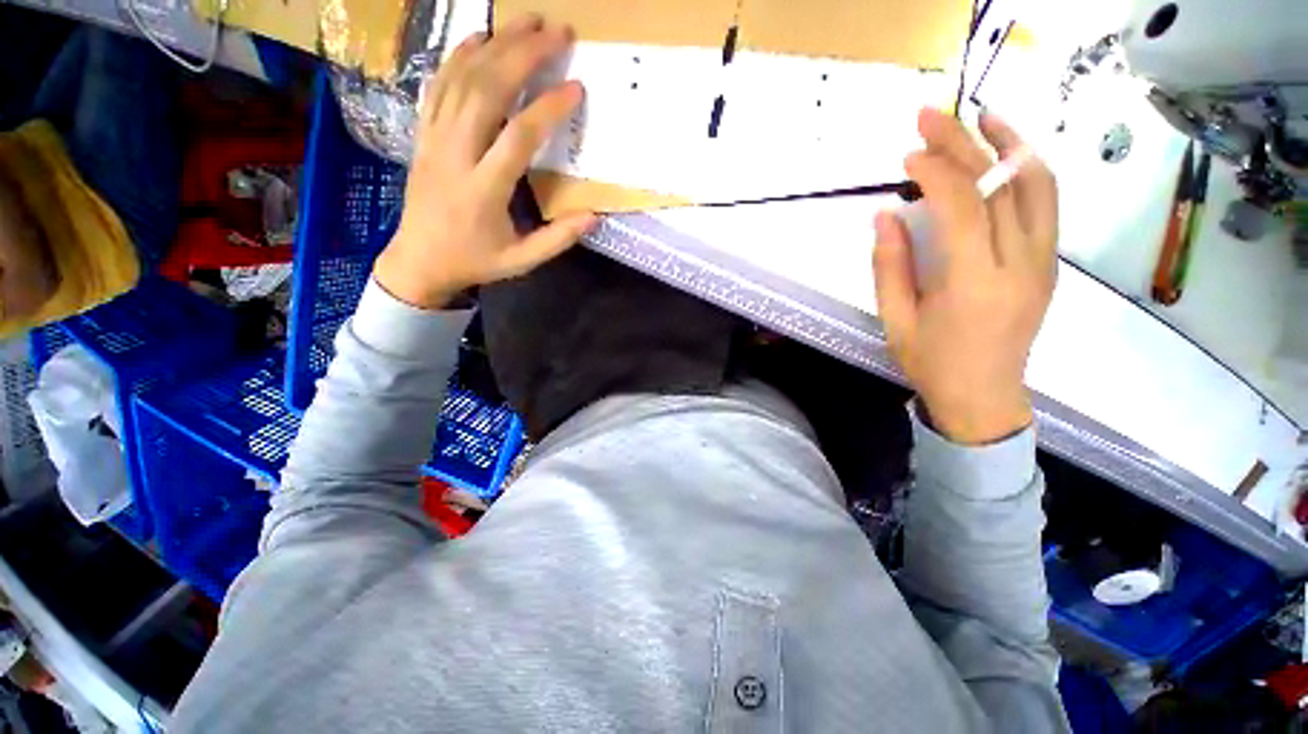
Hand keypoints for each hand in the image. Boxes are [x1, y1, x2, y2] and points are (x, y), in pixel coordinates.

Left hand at [374, 16, 596, 309]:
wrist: (419, 261)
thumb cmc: (475, 261)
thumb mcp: (522, 261)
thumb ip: (558, 239)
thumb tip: (594, 216)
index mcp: (484, 190)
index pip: (518, 136)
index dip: (548, 108)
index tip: (576, 88)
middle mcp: (456, 155)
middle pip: (487, 90)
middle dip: (523, 54)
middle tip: (557, 31)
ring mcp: (434, 139)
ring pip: (461, 79)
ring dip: (495, 44)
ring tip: (526, 21)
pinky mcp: (423, 134)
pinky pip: (438, 85)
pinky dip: (458, 56)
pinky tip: (478, 37)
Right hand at [874, 109, 1058, 444]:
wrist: (984, 397)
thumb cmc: (931, 362)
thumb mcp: (896, 319)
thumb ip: (890, 266)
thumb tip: (885, 215)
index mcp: (976, 284)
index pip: (964, 209)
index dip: (936, 174)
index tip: (908, 156)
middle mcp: (1021, 265)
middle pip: (1001, 187)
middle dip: (966, 144)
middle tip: (933, 116)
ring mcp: (1044, 262)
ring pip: (1038, 187)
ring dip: (1010, 144)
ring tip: (983, 116)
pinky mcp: (1049, 264)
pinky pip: (1045, 205)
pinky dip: (1026, 171)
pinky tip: (1007, 155)